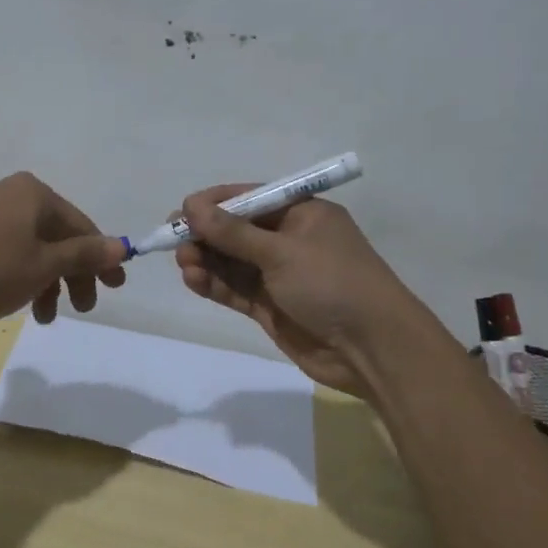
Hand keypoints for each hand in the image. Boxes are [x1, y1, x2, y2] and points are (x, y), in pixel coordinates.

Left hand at [0, 172, 126, 323]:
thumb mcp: (42, 265)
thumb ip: (83, 255)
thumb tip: (121, 246)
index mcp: (36, 195)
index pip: (83, 226)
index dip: (101, 258)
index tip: (114, 289)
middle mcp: (15, 196)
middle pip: (58, 237)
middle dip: (72, 276)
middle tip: (80, 308)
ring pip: (33, 249)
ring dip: (47, 282)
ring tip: (42, 317)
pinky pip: (10, 251)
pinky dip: (22, 276)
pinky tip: (16, 301)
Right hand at [173, 184, 420, 396]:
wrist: (373, 349)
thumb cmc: (333, 283)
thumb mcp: (281, 252)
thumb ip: (233, 233)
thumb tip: (191, 207)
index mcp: (301, 214)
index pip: (250, 198)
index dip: (214, 204)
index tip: (182, 212)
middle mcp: (289, 240)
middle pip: (236, 231)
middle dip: (206, 235)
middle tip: (175, 241)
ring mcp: (279, 275)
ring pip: (232, 261)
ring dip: (206, 260)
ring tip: (185, 265)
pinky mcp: (271, 307)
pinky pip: (236, 289)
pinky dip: (214, 284)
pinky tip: (193, 280)